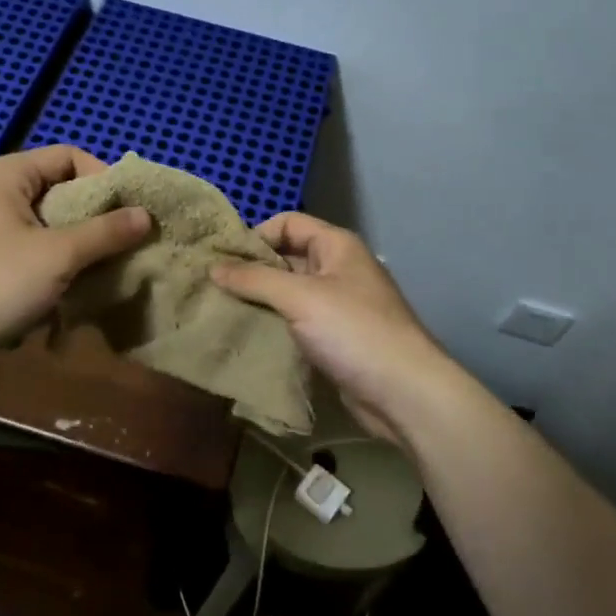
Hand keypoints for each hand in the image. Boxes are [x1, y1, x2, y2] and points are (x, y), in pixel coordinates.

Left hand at [0, 147, 150, 363]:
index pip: (70, 156)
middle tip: (126, 244)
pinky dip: (58, 266)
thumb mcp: (58, 255)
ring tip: (107, 271)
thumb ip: (105, 232)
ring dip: (80, 247)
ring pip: (51, 226)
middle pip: (62, 191)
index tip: (129, 213)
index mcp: (8, 174)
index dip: (104, 179)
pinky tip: (76, 291)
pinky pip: (35, 251)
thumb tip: (146, 215)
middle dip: (96, 219)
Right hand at [211, 212, 450, 442]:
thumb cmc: (354, 331)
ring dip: (259, 301)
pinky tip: (246, 335)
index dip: (256, 235)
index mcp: (337, 246)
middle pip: (286, 258)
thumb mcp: (300, 298)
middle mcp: (338, 269)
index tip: (223, 259)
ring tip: (221, 311)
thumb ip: (255, 279)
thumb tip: (214, 267)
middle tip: (212, 287)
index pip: (288, 223)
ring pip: (289, 293)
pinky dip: (273, 325)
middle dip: (252, 270)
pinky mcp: (334, 339)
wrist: (404, 392)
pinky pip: (296, 322)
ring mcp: (337, 306)